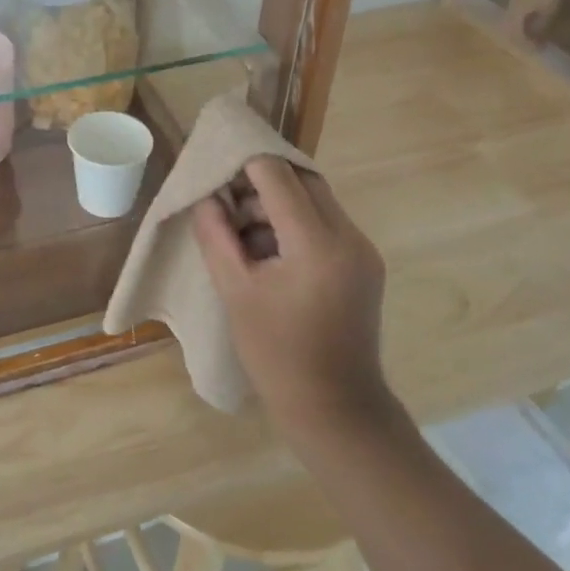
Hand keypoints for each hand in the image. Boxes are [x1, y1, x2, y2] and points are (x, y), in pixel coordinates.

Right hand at [193, 156, 398, 437]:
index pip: (278, 177)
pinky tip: (265, 248)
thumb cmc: (277, 354)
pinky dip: (293, 222)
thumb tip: (206, 196)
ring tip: (240, 228)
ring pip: (315, 198)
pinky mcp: (363, 263)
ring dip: (277, 201)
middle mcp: (349, 237)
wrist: (335, 410)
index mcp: (317, 244)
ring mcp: (361, 250)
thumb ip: (216, 235)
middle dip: (261, 179)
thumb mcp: (235, 291)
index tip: (215, 160)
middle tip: (224, 195)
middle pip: (303, 179)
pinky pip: (325, 222)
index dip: (244, 161)